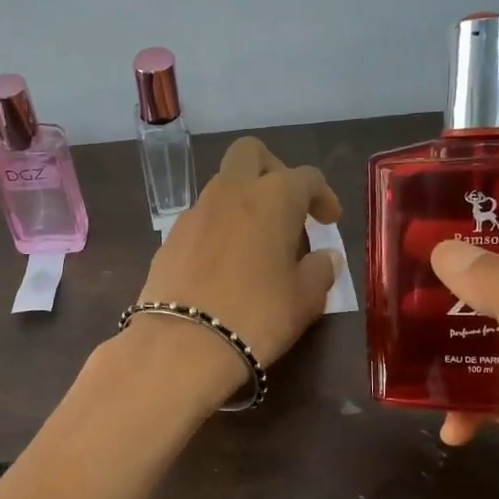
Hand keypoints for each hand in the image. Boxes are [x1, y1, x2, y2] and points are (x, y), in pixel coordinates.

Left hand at [135, 137, 342, 376]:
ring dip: (243, 202)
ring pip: (222, 186)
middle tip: (287, 207)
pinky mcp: (168, 239)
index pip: (306, 177)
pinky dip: (218, 229)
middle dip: (273, 170)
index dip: (323, 195)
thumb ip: (320, 271)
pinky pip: (200, 220)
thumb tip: (325, 257)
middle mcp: (230, 193)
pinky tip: (224, 264)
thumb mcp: (305, 299)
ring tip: (257, 242)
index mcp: (272, 198)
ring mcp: (194, 214)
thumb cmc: (257, 316)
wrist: (182, 345)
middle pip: (251, 154)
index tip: (329, 221)